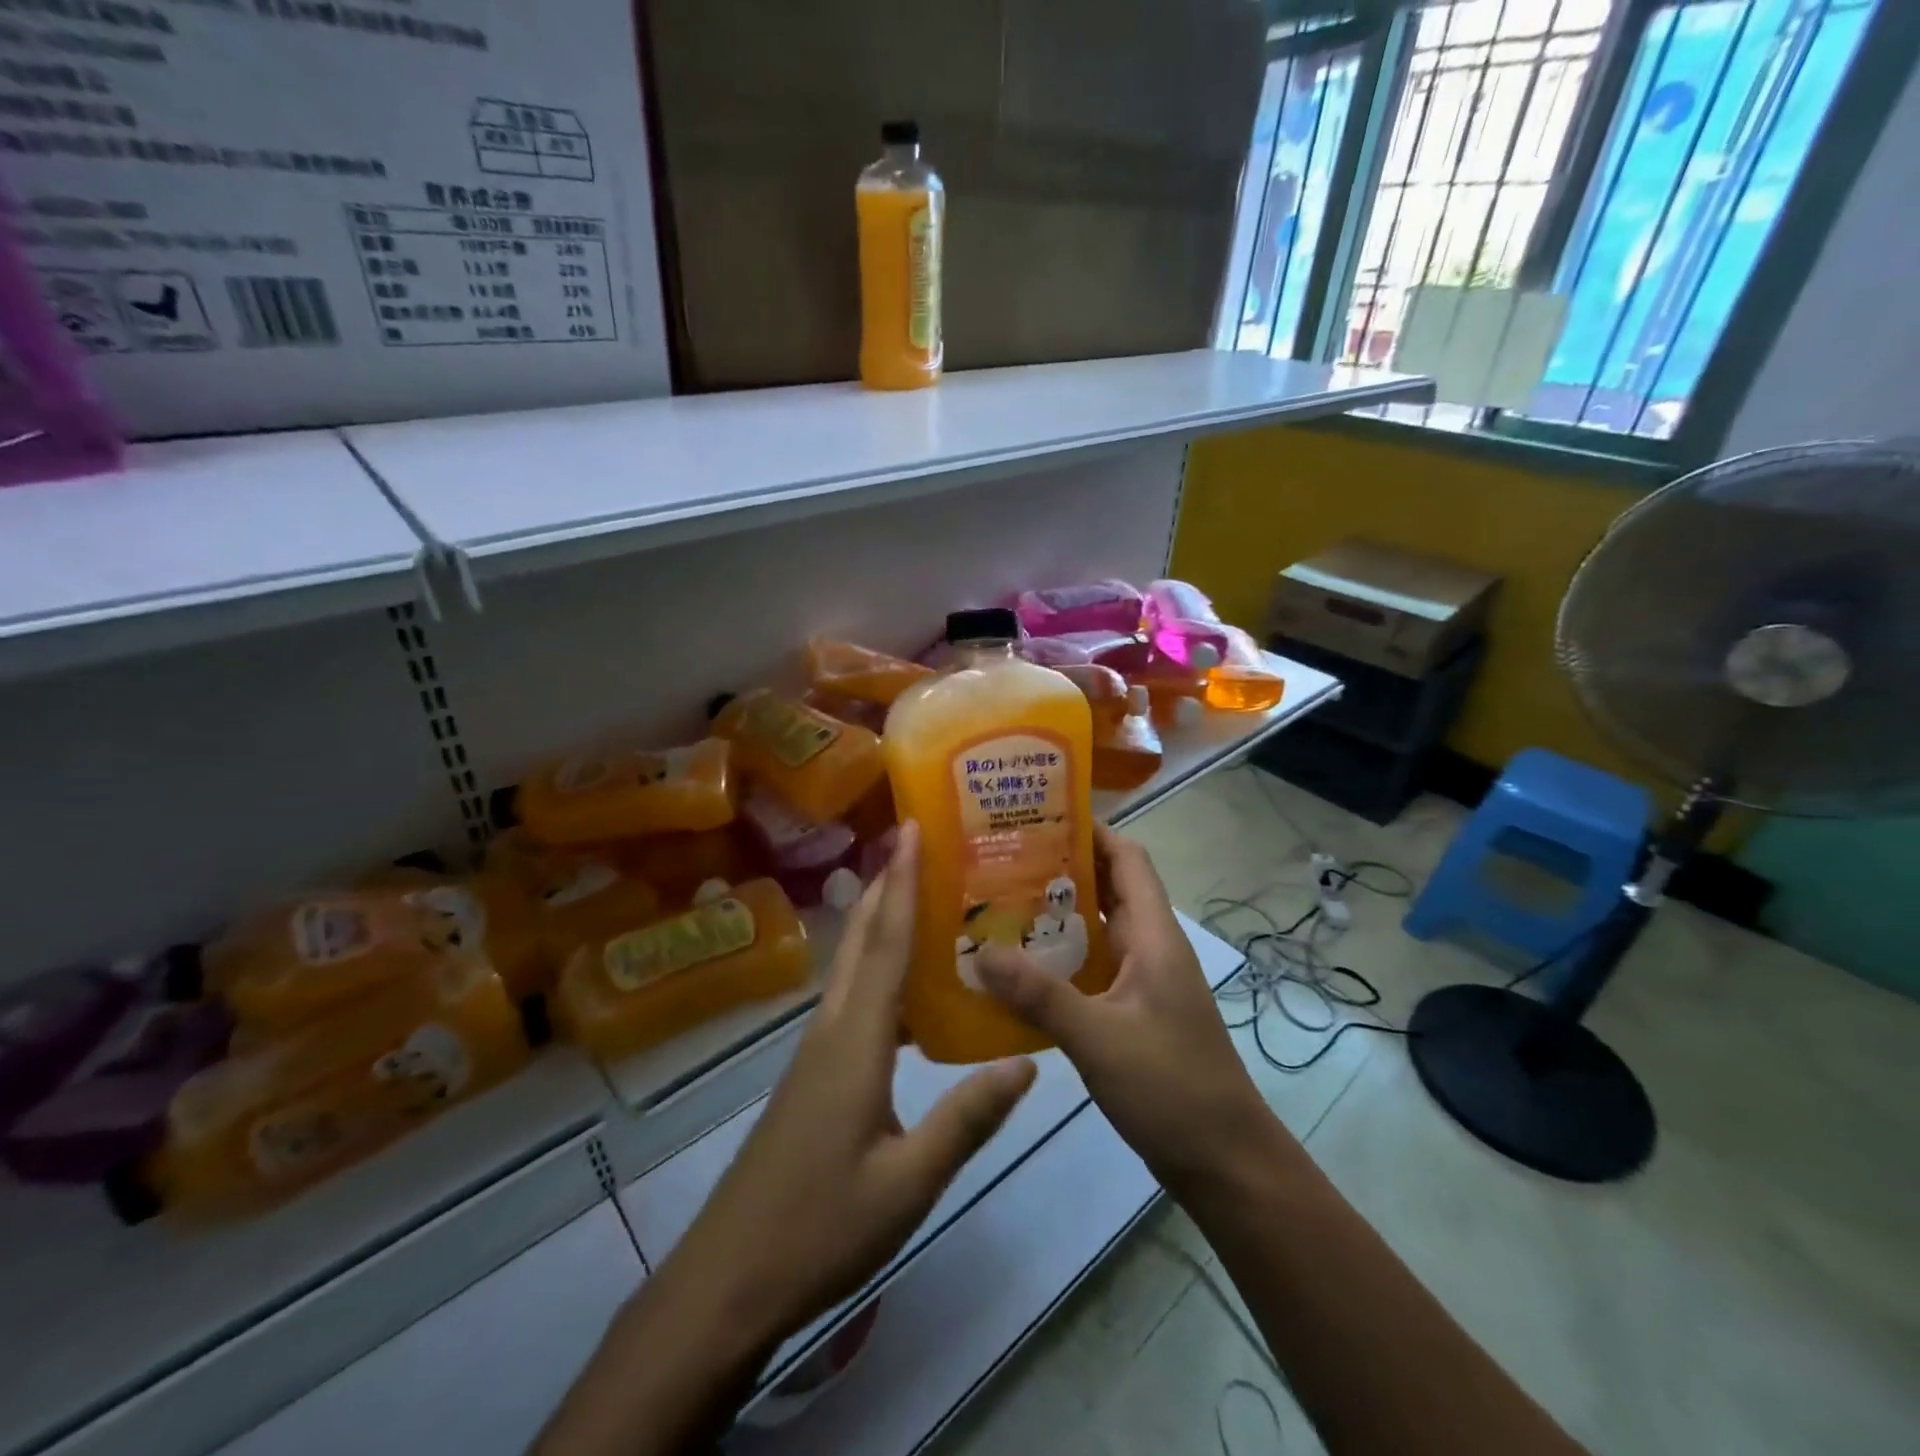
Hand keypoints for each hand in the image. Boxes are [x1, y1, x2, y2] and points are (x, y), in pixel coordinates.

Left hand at [662, 821, 1037, 1353]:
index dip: (901, 882)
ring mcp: (817, 1050)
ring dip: (881, 923)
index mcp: (856, 1040)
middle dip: (886, 884)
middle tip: (919, 842)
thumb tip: (1027, 1061)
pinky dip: (879, 970)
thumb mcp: (910, 1182)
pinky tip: (909, 991)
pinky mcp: (813, 1073)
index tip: (912, 829)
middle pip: (861, 939)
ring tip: (925, 899)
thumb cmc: (820, 1227)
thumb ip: (968, 1118)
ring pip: (853, 966)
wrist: (729, 1278)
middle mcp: (832, 1028)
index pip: (885, 942)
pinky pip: (852, 999)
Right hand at [976, 823, 1272, 1190]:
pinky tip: (1019, 970)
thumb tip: (981, 951)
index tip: (1038, 817)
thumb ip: (1039, 995)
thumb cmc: (1171, 1087)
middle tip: (1001, 859)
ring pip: (1097, 929)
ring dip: (1057, 915)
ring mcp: (1143, 981)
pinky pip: (1092, 968)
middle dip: (1061, 868)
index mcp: (1153, 935)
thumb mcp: (1098, 1038)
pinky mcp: (1133, 1012)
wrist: (1224, 1162)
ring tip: (998, 905)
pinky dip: (1060, 959)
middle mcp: (1150, 947)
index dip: (1091, 831)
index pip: (1128, 858)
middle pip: (1108, 887)